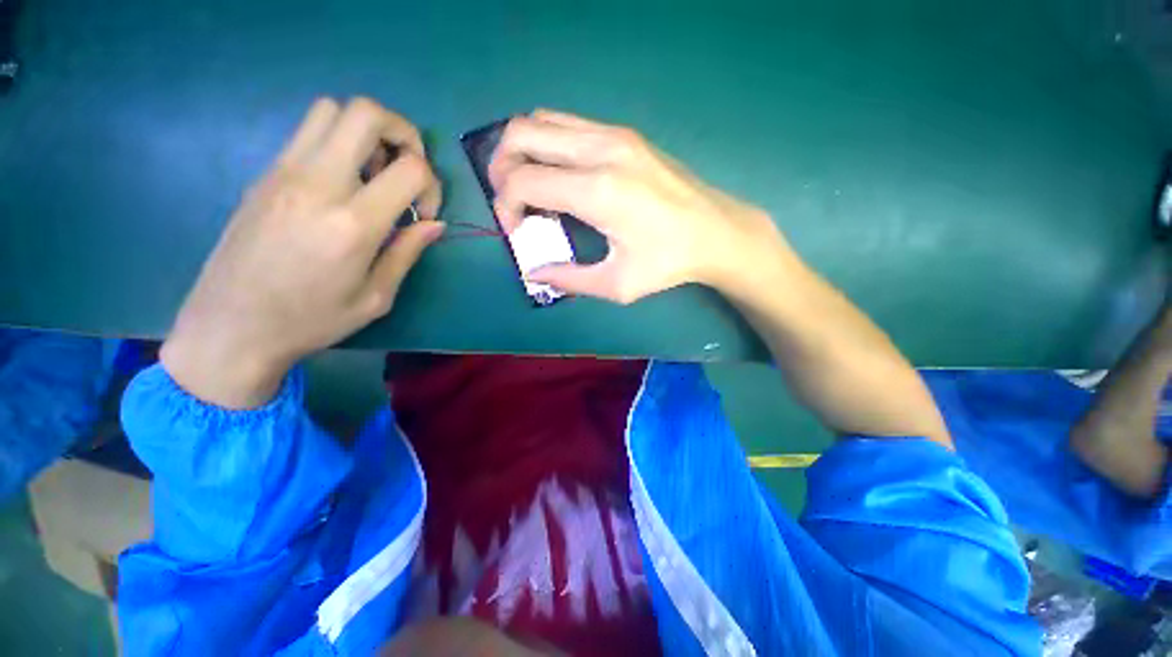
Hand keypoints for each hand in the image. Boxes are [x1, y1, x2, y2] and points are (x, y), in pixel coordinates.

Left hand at [161, 97, 443, 408]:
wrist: (231, 327)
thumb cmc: (312, 320)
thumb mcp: (376, 297)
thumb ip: (408, 252)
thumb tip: (435, 223)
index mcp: (353, 223)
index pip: (409, 168)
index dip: (432, 184)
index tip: (425, 213)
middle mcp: (317, 184)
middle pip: (366, 113)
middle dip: (403, 132)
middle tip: (408, 167)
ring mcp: (284, 172)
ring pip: (331, 110)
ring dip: (366, 131)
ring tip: (374, 172)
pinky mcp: (264, 175)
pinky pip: (307, 133)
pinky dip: (337, 142)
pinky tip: (342, 183)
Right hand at [488, 109, 786, 303]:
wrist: (717, 232)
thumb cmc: (668, 262)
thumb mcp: (616, 284)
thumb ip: (569, 279)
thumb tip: (534, 273)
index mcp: (596, 190)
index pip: (523, 181)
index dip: (505, 206)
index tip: (515, 231)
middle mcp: (600, 149)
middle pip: (521, 133)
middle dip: (501, 167)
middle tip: (510, 202)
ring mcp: (614, 134)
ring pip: (542, 120)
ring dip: (522, 151)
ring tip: (528, 187)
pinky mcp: (624, 134)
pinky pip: (567, 124)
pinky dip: (547, 145)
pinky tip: (558, 176)